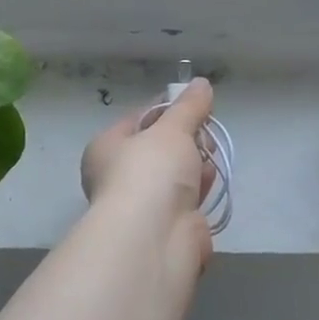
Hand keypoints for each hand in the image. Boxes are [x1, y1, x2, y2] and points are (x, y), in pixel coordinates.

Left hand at [80, 78, 217, 266]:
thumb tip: (201, 83)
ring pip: (172, 176)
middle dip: (184, 138)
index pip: (137, 120)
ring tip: (212, 151)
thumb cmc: (151, 171)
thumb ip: (189, 107)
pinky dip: (199, 188)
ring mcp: (141, 205)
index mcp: (106, 148)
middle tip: (205, 128)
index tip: (192, 103)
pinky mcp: (165, 227)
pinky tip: (212, 177)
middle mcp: (117, 177)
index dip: (165, 109)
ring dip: (194, 163)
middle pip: (157, 149)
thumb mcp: (172, 129)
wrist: (155, 236)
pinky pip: (185, 200)